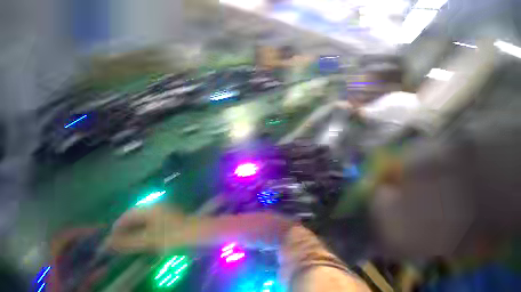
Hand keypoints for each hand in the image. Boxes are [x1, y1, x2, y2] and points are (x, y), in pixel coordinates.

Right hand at [107, 206, 190, 252]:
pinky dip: (144, 231)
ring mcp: (165, 210)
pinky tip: (142, 240)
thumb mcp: (148, 241)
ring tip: (128, 244)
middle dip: (125, 230)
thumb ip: (126, 242)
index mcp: (151, 208)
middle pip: (135, 216)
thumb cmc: (172, 236)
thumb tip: (106, 243)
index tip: (109, 242)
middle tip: (118, 245)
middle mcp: (157, 206)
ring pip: (143, 220)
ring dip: (134, 231)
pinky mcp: (169, 217)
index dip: (117, 228)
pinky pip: (152, 222)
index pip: (127, 215)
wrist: (197, 233)